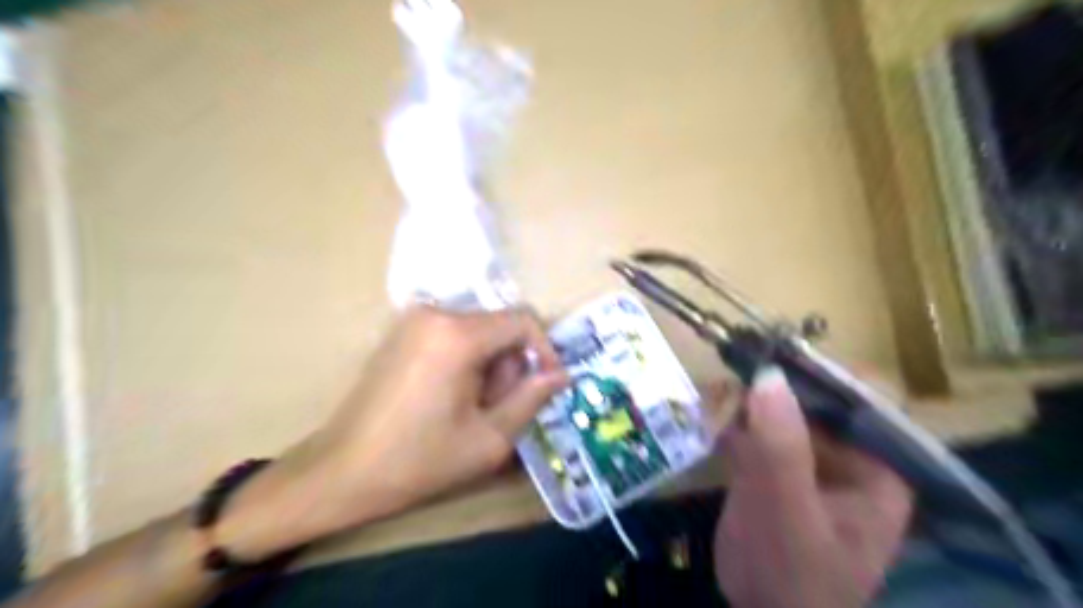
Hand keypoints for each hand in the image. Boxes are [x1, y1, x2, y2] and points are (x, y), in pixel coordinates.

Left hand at [215, 308, 568, 559]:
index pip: (524, 321)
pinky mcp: (402, 331)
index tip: (547, 385)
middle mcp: (435, 313)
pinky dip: (467, 360)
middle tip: (499, 409)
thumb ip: (532, 398)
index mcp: (457, 334)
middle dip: (511, 365)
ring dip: (490, 365)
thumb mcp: (489, 438)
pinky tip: (451, 396)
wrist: (341, 471)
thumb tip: (560, 374)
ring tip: (473, 408)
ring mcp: (414, 319)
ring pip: (479, 330)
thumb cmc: (418, 460)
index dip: (545, 351)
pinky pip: (454, 334)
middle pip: (499, 326)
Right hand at [718, 368, 916, 604]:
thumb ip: (781, 448)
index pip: (867, 398)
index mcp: (875, 466)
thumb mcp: (787, 513)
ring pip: (776, 405)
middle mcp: (844, 454)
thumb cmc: (791, 577)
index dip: (826, 371)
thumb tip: (769, 375)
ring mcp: (804, 456)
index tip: (777, 360)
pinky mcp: (769, 461)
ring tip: (713, 408)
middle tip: (730, 388)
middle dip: (770, 386)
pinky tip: (708, 422)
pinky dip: (728, 417)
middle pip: (813, 395)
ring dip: (743, 399)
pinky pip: (751, 423)